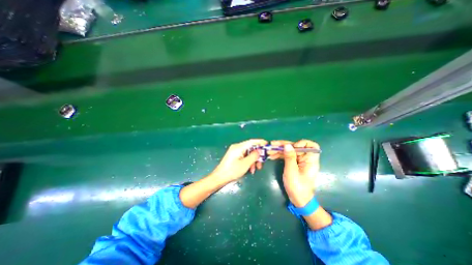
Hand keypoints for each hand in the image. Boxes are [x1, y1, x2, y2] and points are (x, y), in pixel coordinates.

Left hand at [211, 139, 266, 183]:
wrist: (219, 177)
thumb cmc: (232, 171)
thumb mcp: (245, 164)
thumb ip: (254, 156)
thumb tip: (260, 150)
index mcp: (239, 147)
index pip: (251, 141)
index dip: (260, 142)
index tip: (267, 144)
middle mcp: (237, 147)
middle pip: (250, 148)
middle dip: (257, 156)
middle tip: (261, 163)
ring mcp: (235, 152)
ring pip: (248, 153)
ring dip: (253, 161)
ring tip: (255, 169)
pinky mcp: (235, 156)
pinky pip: (244, 157)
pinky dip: (248, 162)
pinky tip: (250, 169)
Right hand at [269, 140, 320, 208]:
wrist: (298, 200)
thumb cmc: (297, 187)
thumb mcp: (292, 171)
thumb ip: (290, 157)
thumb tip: (288, 144)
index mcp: (310, 160)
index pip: (310, 145)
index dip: (301, 143)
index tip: (292, 148)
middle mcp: (306, 158)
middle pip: (296, 147)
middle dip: (284, 145)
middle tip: (272, 145)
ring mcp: (300, 161)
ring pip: (290, 151)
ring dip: (280, 150)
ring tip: (269, 150)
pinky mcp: (294, 164)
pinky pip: (287, 156)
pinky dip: (280, 155)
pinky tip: (272, 155)